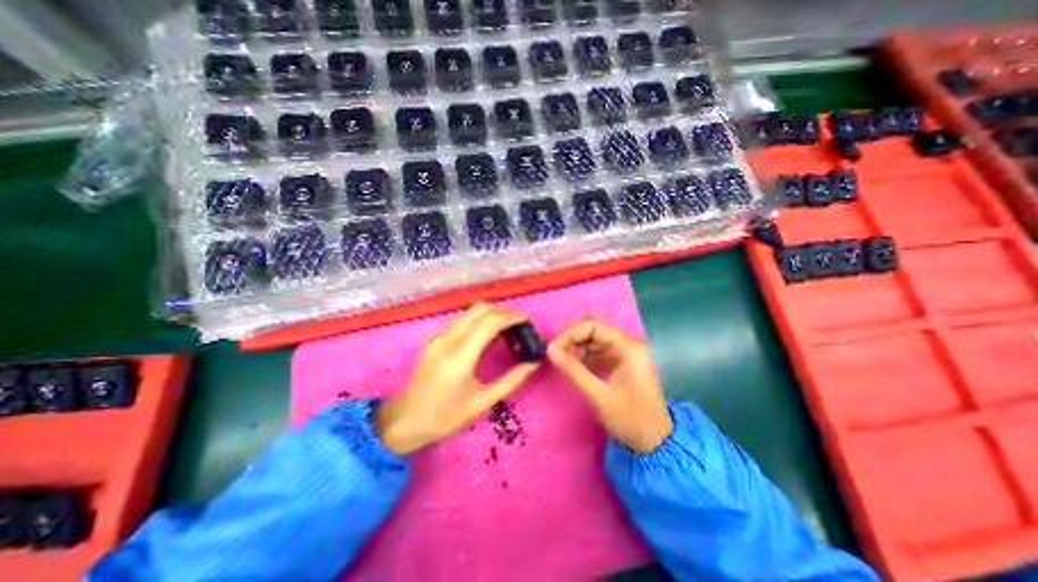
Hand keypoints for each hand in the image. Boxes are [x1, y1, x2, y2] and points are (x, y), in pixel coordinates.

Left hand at [376, 302, 539, 456]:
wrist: (403, 420)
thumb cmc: (445, 416)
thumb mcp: (482, 402)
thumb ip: (511, 380)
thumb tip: (533, 363)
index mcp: (461, 355)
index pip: (491, 322)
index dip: (512, 316)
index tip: (527, 320)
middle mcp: (448, 338)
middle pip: (480, 309)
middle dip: (503, 311)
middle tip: (518, 323)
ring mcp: (437, 336)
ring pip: (468, 312)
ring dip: (489, 313)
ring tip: (505, 327)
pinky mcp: (432, 338)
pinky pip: (458, 320)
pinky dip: (476, 320)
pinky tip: (482, 335)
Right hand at [550, 318, 673, 453]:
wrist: (655, 441)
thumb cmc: (630, 419)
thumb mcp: (598, 395)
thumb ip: (573, 370)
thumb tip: (550, 350)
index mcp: (630, 347)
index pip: (595, 325)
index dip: (571, 333)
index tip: (553, 347)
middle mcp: (629, 343)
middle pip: (595, 326)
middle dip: (573, 336)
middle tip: (556, 351)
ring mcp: (626, 350)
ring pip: (595, 335)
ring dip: (577, 344)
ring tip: (561, 358)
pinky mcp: (622, 359)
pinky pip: (598, 347)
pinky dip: (584, 352)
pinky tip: (573, 363)